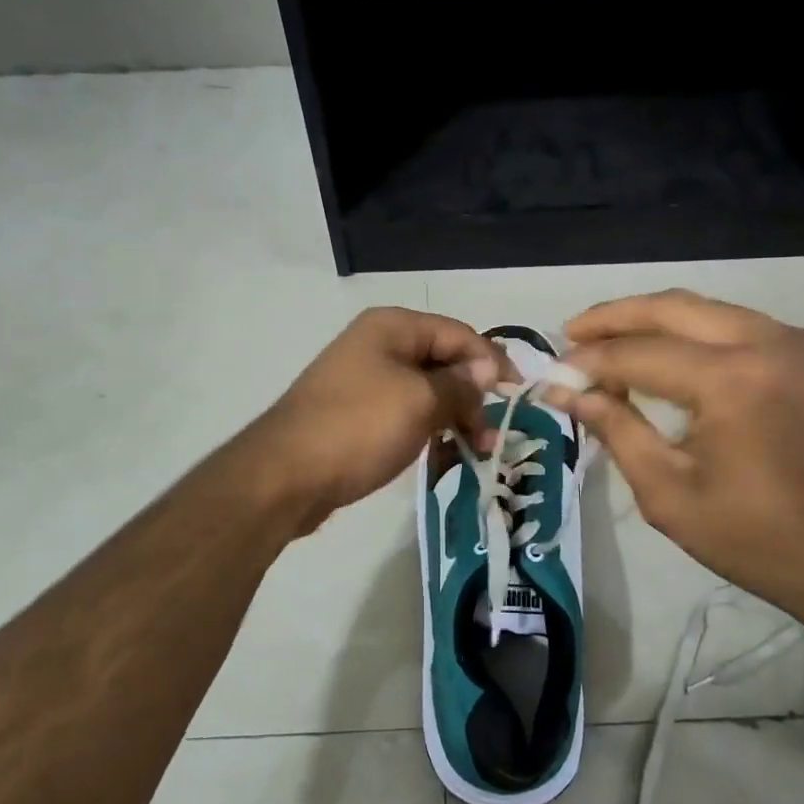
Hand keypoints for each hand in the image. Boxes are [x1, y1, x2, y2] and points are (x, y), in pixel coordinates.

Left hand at [248, 308, 514, 534]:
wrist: (285, 476)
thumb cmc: (359, 427)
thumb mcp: (421, 402)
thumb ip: (461, 383)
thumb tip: (489, 368)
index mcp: (393, 327)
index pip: (458, 334)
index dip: (492, 362)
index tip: (518, 395)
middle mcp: (378, 345)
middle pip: (443, 363)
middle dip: (472, 397)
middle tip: (490, 438)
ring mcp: (364, 381)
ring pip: (426, 393)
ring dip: (453, 419)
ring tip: (472, 453)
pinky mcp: (356, 415)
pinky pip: (405, 415)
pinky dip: (427, 432)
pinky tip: (441, 459)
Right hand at [546, 290, 803, 647]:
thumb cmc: (761, 542)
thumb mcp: (671, 494)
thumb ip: (618, 430)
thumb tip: (568, 392)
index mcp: (733, 380)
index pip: (640, 353)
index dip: (590, 362)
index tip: (554, 372)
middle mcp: (772, 343)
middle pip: (676, 307)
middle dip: (617, 315)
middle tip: (575, 331)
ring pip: (716, 312)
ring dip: (661, 322)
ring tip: (618, 342)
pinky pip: (752, 330)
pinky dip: (707, 337)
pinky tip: (683, 361)